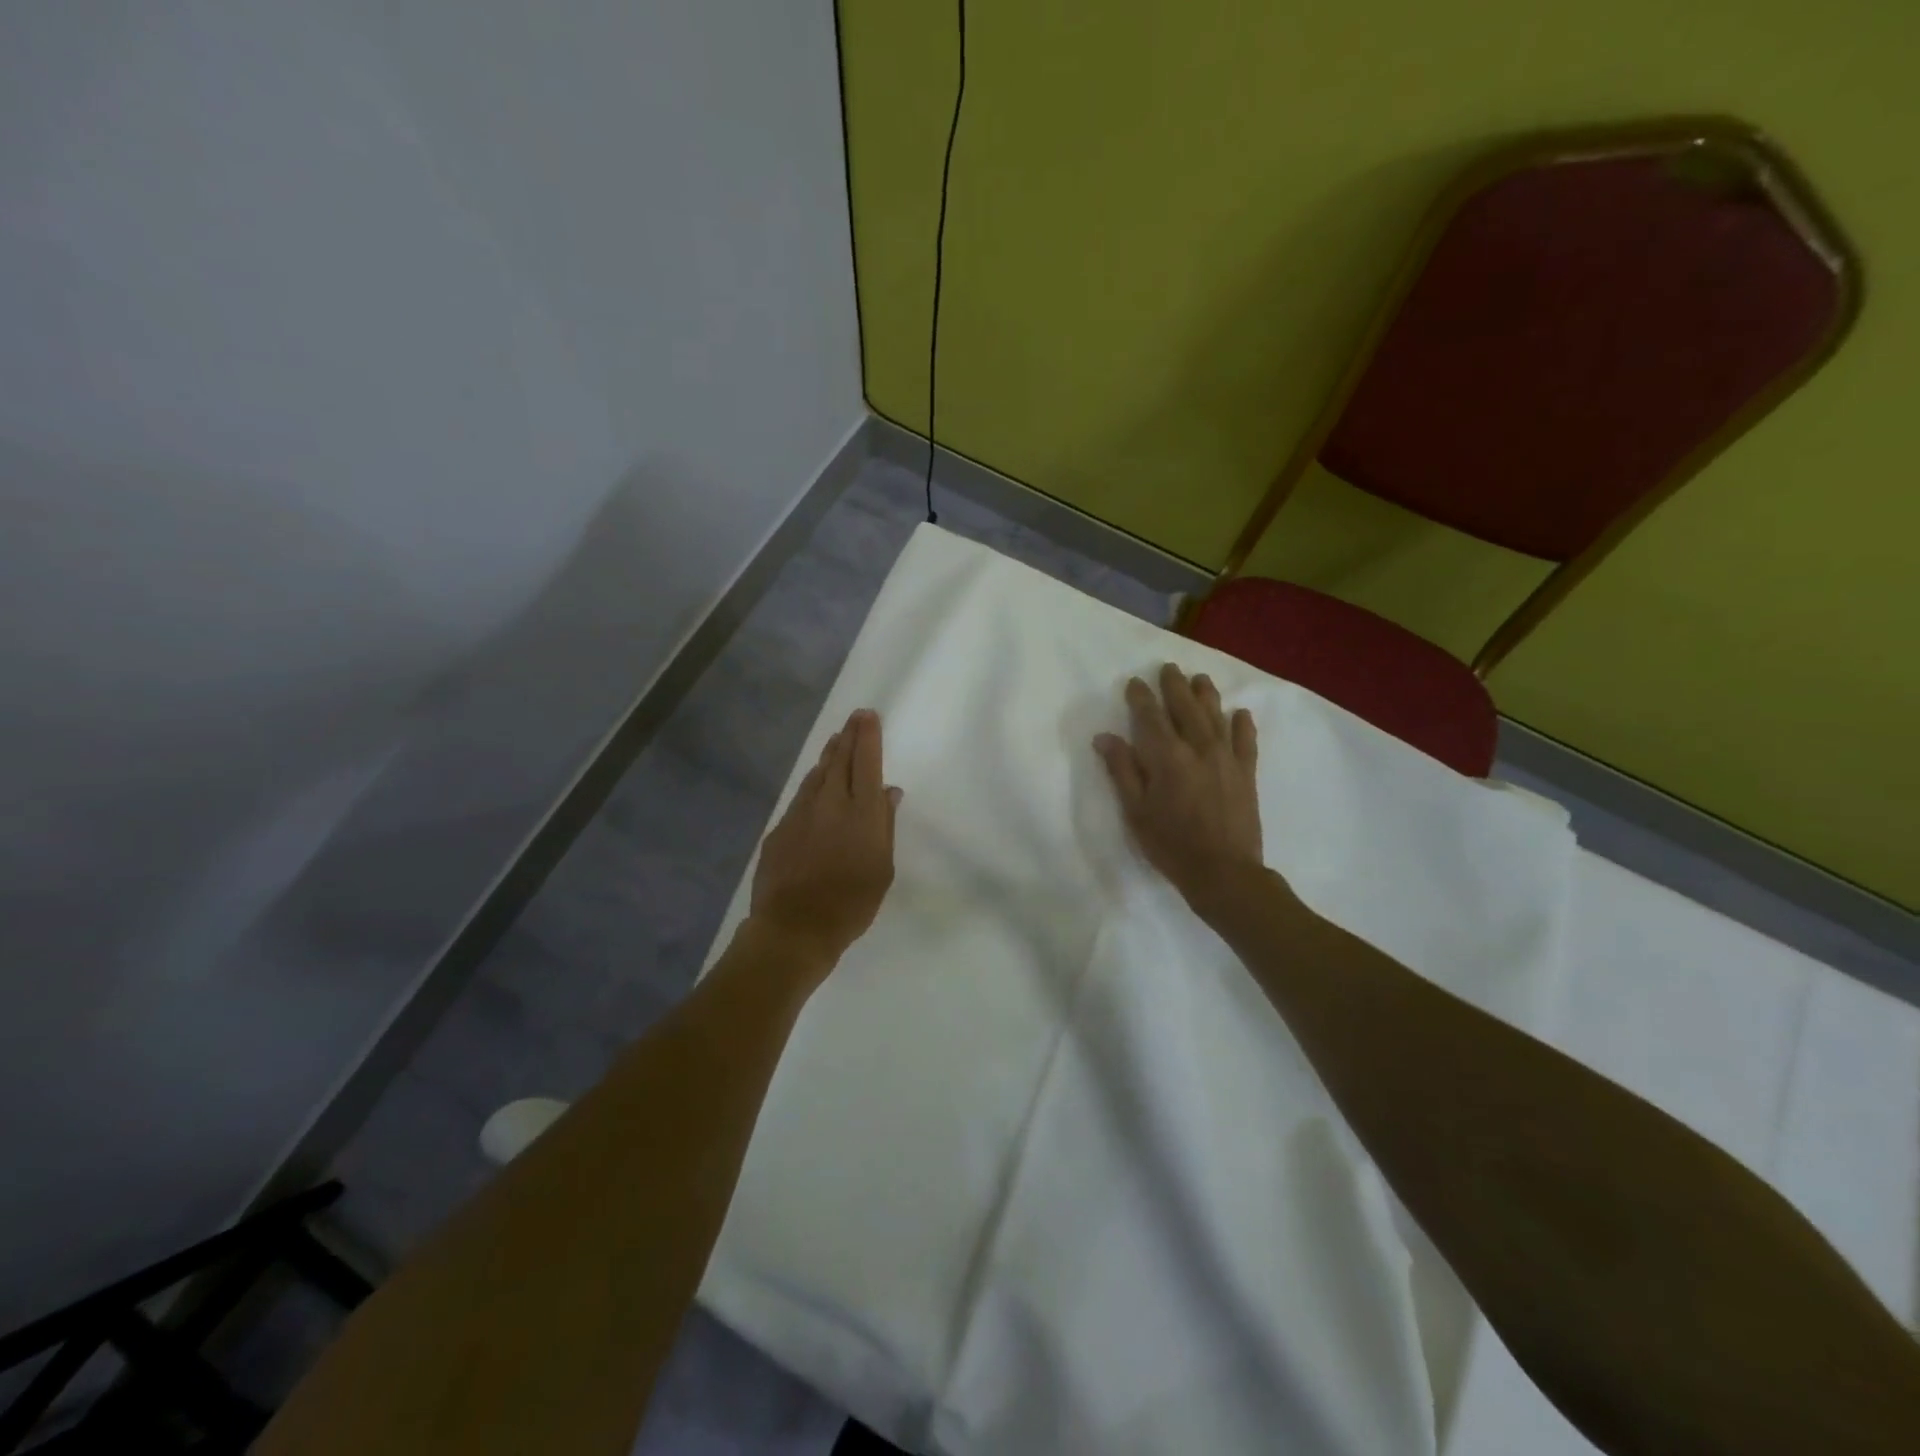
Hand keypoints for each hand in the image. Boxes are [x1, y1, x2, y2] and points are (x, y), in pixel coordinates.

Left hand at [749, 708, 901, 977]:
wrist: (793, 928)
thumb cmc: (851, 903)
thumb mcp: (882, 869)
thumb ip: (885, 825)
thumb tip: (889, 792)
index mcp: (861, 812)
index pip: (867, 763)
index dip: (868, 737)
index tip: (868, 716)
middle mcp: (830, 803)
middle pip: (840, 760)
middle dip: (849, 736)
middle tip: (855, 718)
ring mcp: (800, 813)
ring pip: (817, 774)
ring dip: (829, 755)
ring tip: (836, 741)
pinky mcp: (780, 828)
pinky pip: (801, 795)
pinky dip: (813, 781)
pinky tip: (815, 782)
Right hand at [1094, 664, 1262, 908]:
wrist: (1224, 872)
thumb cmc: (1171, 844)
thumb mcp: (1136, 811)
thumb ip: (1122, 770)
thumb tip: (1105, 737)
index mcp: (1167, 756)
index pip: (1150, 716)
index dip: (1141, 697)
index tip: (1134, 682)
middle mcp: (1199, 748)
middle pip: (1185, 707)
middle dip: (1174, 685)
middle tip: (1168, 668)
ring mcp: (1227, 758)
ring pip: (1216, 716)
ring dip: (1207, 694)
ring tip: (1200, 679)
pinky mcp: (1246, 772)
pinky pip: (1246, 740)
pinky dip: (1242, 724)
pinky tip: (1240, 713)